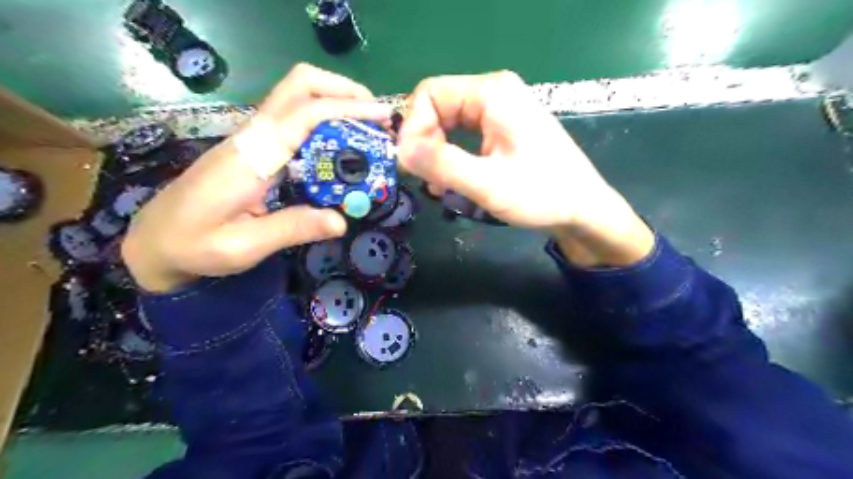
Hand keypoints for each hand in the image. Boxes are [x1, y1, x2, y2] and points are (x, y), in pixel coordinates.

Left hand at [121, 64, 392, 291]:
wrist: (155, 240)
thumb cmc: (193, 244)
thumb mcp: (243, 247)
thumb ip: (292, 229)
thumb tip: (342, 220)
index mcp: (252, 157)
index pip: (304, 113)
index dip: (347, 108)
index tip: (382, 117)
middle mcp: (253, 137)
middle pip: (299, 85)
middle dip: (343, 90)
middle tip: (377, 116)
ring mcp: (253, 140)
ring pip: (298, 98)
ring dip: (337, 104)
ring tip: (368, 130)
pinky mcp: (257, 149)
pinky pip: (296, 123)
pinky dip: (326, 124)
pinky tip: (343, 149)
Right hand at [394, 69, 654, 266]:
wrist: (582, 210)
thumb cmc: (542, 194)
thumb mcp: (487, 183)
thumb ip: (441, 164)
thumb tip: (399, 151)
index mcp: (492, 93)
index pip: (429, 94)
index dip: (413, 129)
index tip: (412, 166)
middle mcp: (493, 93)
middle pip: (435, 108)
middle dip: (424, 145)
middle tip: (427, 180)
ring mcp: (497, 111)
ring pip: (445, 124)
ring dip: (435, 155)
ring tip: (439, 187)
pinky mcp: (499, 130)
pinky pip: (461, 136)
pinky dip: (450, 158)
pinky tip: (451, 182)